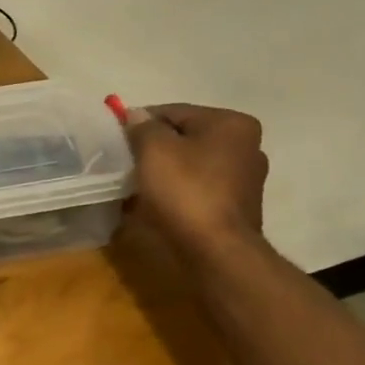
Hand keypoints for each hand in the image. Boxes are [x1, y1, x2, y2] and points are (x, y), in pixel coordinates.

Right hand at [126, 104, 268, 255]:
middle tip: (126, 163)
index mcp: (232, 124)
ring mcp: (244, 180)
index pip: (174, 112)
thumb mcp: (154, 149)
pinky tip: (155, 203)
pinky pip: (197, 189)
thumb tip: (135, 115)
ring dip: (163, 172)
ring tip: (136, 186)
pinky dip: (176, 192)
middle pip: (185, 138)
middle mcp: (246, 147)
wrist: (216, 252)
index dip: (141, 123)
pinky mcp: (236, 208)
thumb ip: (142, 126)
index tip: (118, 139)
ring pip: (190, 165)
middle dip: (154, 149)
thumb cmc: (186, 191)